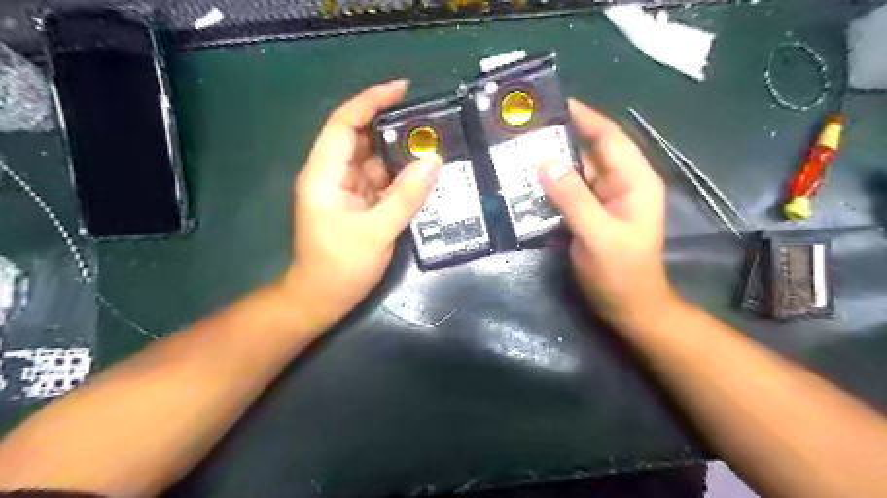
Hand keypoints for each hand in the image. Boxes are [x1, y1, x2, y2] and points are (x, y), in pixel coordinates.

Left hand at [285, 80, 438, 323]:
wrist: (322, 298)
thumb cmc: (340, 267)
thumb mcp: (377, 232)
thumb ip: (406, 196)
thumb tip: (434, 161)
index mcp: (324, 174)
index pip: (345, 124)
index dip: (371, 101)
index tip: (403, 89)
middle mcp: (333, 174)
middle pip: (361, 137)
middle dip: (392, 126)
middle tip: (429, 121)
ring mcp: (345, 189)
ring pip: (373, 159)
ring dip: (400, 152)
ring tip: (432, 143)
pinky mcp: (357, 202)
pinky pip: (380, 179)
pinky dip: (399, 175)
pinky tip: (421, 172)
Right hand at [537, 99, 675, 325]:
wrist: (628, 308)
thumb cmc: (620, 274)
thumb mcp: (598, 236)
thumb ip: (573, 198)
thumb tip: (544, 162)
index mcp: (634, 181)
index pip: (609, 137)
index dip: (584, 117)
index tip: (554, 103)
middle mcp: (621, 183)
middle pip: (591, 150)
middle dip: (561, 137)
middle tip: (526, 128)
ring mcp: (605, 199)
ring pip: (578, 170)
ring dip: (553, 161)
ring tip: (520, 149)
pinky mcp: (591, 213)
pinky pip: (570, 190)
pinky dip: (551, 184)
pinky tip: (528, 181)